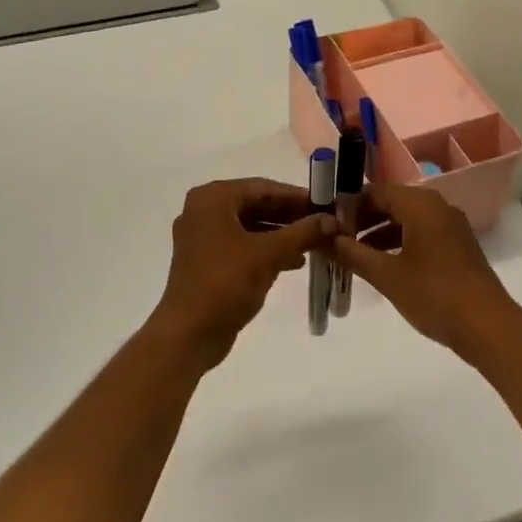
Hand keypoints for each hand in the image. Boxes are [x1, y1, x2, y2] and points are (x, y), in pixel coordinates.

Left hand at [145, 178, 335, 368]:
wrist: (189, 333)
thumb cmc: (226, 283)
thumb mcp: (269, 254)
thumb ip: (302, 232)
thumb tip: (331, 220)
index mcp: (212, 199)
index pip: (262, 187)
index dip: (296, 196)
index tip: (326, 203)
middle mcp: (203, 211)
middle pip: (255, 205)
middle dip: (290, 215)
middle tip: (324, 223)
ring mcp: (202, 237)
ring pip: (250, 226)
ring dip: (281, 234)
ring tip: (315, 242)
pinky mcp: (206, 261)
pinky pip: (242, 245)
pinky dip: (266, 250)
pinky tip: (294, 261)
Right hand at [332, 183, 521, 363]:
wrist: (487, 326)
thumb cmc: (433, 294)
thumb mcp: (386, 275)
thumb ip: (353, 254)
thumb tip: (326, 240)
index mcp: (421, 205)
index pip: (376, 191)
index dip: (350, 206)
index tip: (329, 224)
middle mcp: (438, 207)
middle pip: (392, 203)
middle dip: (363, 220)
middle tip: (338, 240)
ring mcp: (451, 228)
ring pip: (407, 220)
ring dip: (379, 233)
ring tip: (354, 255)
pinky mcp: (458, 247)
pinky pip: (421, 234)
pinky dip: (399, 243)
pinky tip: (383, 266)